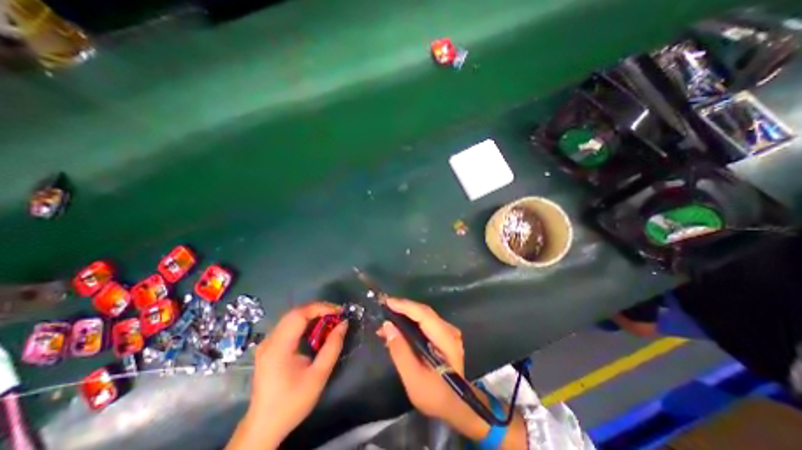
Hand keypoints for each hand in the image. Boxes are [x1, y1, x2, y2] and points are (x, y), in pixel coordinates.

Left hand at [231, 300, 345, 448]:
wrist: (264, 427)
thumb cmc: (292, 402)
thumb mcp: (318, 376)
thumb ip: (332, 347)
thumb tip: (343, 324)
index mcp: (279, 347)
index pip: (300, 314)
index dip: (321, 308)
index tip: (339, 311)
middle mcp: (270, 340)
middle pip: (295, 313)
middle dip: (318, 309)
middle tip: (336, 314)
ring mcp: (266, 343)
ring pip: (291, 317)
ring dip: (312, 314)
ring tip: (329, 319)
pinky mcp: (268, 348)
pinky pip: (288, 326)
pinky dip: (304, 322)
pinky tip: (315, 329)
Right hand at [380, 297, 530, 447]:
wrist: (456, 407)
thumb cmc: (435, 396)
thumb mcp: (413, 379)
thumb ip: (400, 351)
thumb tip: (387, 326)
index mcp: (446, 340)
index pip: (424, 315)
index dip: (405, 306)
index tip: (387, 302)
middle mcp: (449, 330)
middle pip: (423, 312)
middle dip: (402, 308)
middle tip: (383, 309)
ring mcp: (448, 331)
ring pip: (423, 315)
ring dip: (405, 315)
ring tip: (386, 321)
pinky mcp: (444, 334)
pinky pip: (425, 322)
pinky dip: (410, 322)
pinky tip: (398, 329)